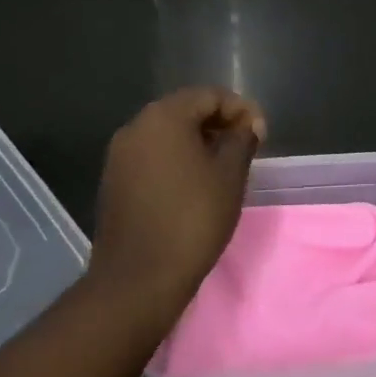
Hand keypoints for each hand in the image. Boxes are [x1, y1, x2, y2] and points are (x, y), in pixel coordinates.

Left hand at [87, 87, 267, 326]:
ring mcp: (120, 154)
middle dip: (219, 123)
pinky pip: (151, 155)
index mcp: (164, 116)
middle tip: (246, 148)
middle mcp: (136, 126)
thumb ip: (242, 140)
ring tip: (223, 167)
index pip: (210, 95)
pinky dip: (176, 159)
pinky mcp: (113, 180)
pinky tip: (194, 184)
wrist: (137, 281)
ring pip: (167, 133)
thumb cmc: (192, 219)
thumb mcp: (229, 176)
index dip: (241, 110)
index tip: (262, 135)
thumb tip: (248, 125)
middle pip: (185, 110)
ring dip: (198, 142)